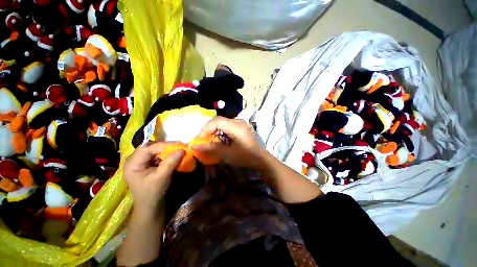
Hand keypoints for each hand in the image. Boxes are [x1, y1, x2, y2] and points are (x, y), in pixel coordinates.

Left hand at [123, 142, 184, 214]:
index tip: (179, 145)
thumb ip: (171, 162)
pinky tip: (173, 156)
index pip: (147, 148)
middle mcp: (134, 159)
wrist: (150, 205)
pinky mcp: (146, 163)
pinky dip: (166, 154)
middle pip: (150, 147)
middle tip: (180, 147)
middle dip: (166, 147)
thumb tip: (182, 149)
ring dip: (167, 150)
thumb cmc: (153, 193)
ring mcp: (140, 160)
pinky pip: (157, 154)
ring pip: (155, 149)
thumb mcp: (162, 177)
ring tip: (178, 151)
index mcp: (132, 164)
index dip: (164, 145)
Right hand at [193, 117, 267, 169]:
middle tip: (203, 140)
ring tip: (211, 140)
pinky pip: (228, 125)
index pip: (216, 121)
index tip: (199, 140)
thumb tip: (195, 146)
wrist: (261, 159)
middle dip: (209, 129)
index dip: (205, 129)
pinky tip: (221, 139)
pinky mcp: (242, 127)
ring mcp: (241, 123)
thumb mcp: (227, 154)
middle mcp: (238, 121)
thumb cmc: (245, 157)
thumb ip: (211, 148)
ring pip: (223, 122)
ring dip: (215, 130)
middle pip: (219, 120)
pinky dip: (221, 131)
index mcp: (236, 126)